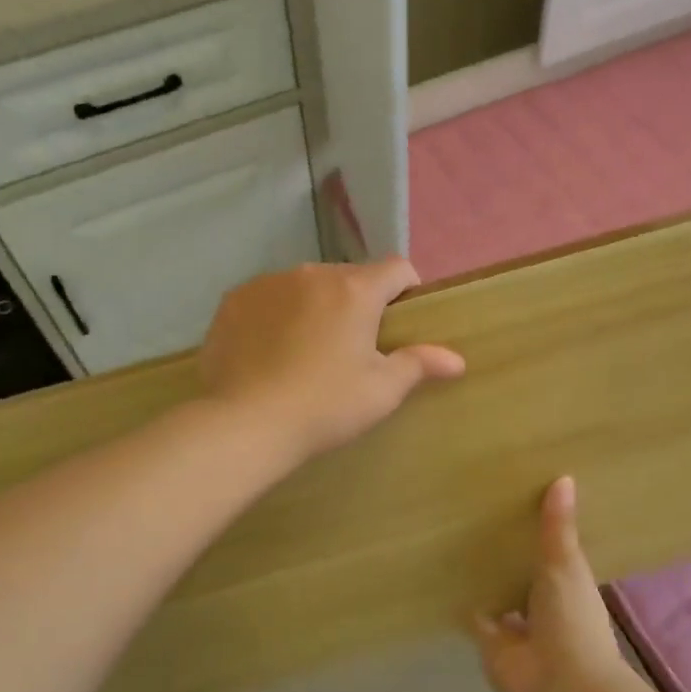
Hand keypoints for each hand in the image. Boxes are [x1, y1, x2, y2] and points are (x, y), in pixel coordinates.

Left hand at [200, 258, 465, 460]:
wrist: (247, 423)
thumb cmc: (325, 406)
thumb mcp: (381, 391)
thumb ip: (419, 365)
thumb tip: (457, 360)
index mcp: (355, 290)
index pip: (396, 268)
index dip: (406, 290)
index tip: (400, 321)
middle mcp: (312, 274)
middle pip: (349, 277)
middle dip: (357, 302)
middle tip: (352, 347)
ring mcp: (268, 283)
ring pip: (306, 285)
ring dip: (315, 306)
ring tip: (306, 350)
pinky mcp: (234, 300)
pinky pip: (268, 297)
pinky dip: (276, 314)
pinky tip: (269, 351)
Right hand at [474, 477, 627, 691]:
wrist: (559, 683)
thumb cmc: (571, 618)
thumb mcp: (566, 564)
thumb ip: (558, 527)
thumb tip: (565, 477)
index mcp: (569, 586)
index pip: (556, 555)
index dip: (544, 536)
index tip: (524, 506)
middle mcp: (545, 607)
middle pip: (525, 577)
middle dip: (512, 558)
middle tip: (485, 519)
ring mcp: (518, 628)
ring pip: (502, 598)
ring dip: (489, 581)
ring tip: (462, 543)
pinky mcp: (491, 643)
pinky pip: (474, 618)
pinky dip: (464, 603)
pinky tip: (446, 577)